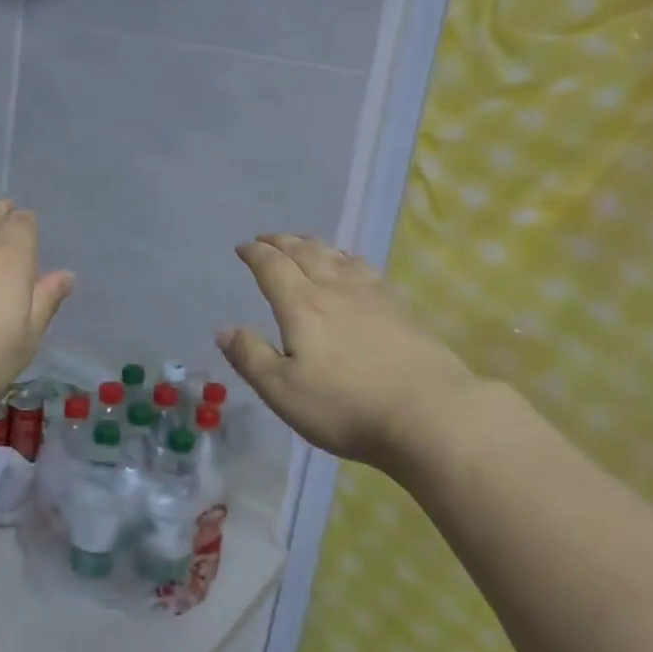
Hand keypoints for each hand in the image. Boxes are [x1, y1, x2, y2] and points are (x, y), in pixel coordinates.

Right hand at [218, 234, 477, 472]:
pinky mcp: (399, 308)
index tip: (242, 247)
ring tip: (304, 243)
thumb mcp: (283, 391)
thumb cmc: (346, 406)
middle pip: (304, 253)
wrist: (429, 412)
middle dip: (281, 242)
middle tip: (267, 238)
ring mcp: (372, 296)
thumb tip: (223, 328)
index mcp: (302, 306)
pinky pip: (365, 268)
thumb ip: (251, 357)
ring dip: (314, 244)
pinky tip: (352, 265)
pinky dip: (347, 258)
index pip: (272, 267)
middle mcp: (334, 289)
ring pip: (336, 256)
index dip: (255, 254)